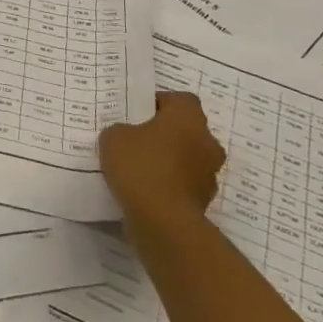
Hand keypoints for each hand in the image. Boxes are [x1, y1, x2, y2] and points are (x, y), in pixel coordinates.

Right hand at [99, 90, 226, 230]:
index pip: (179, 99)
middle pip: (186, 130)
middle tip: (137, 140)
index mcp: (188, 117)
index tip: (137, 113)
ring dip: (169, 161)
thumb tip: (128, 136)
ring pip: (186, 158)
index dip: (158, 103)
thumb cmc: (141, 167)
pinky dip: (168, 185)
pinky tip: (144, 191)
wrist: (163, 222)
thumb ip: (121, 130)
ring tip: (138, 169)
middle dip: (165, 134)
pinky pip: (183, 184)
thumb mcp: (114, 137)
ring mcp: (209, 174)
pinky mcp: (203, 201)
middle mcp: (207, 142)